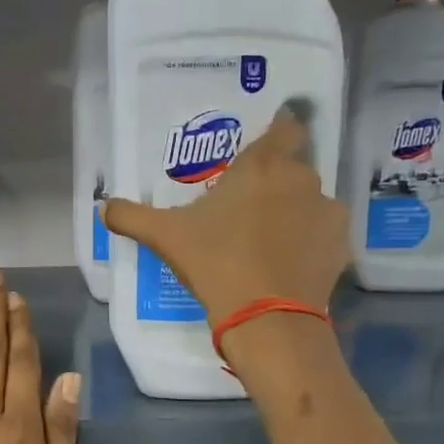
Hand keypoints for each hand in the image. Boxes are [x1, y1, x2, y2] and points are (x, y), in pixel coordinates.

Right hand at [102, 109, 347, 322]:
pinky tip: (289, 262)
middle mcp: (300, 178)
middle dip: (276, 180)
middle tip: (249, 205)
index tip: (265, 146)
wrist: (266, 317)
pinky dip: (310, 241)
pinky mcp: (340, 245)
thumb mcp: (165, 237)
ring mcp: (326, 211)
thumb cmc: (215, 261)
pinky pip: (324, 232)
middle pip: (294, 166)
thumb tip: (103, 207)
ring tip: (269, 240)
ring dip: (294, 211)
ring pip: (310, 200)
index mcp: (262, 165)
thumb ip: (132, 216)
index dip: (279, 130)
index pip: (284, 127)